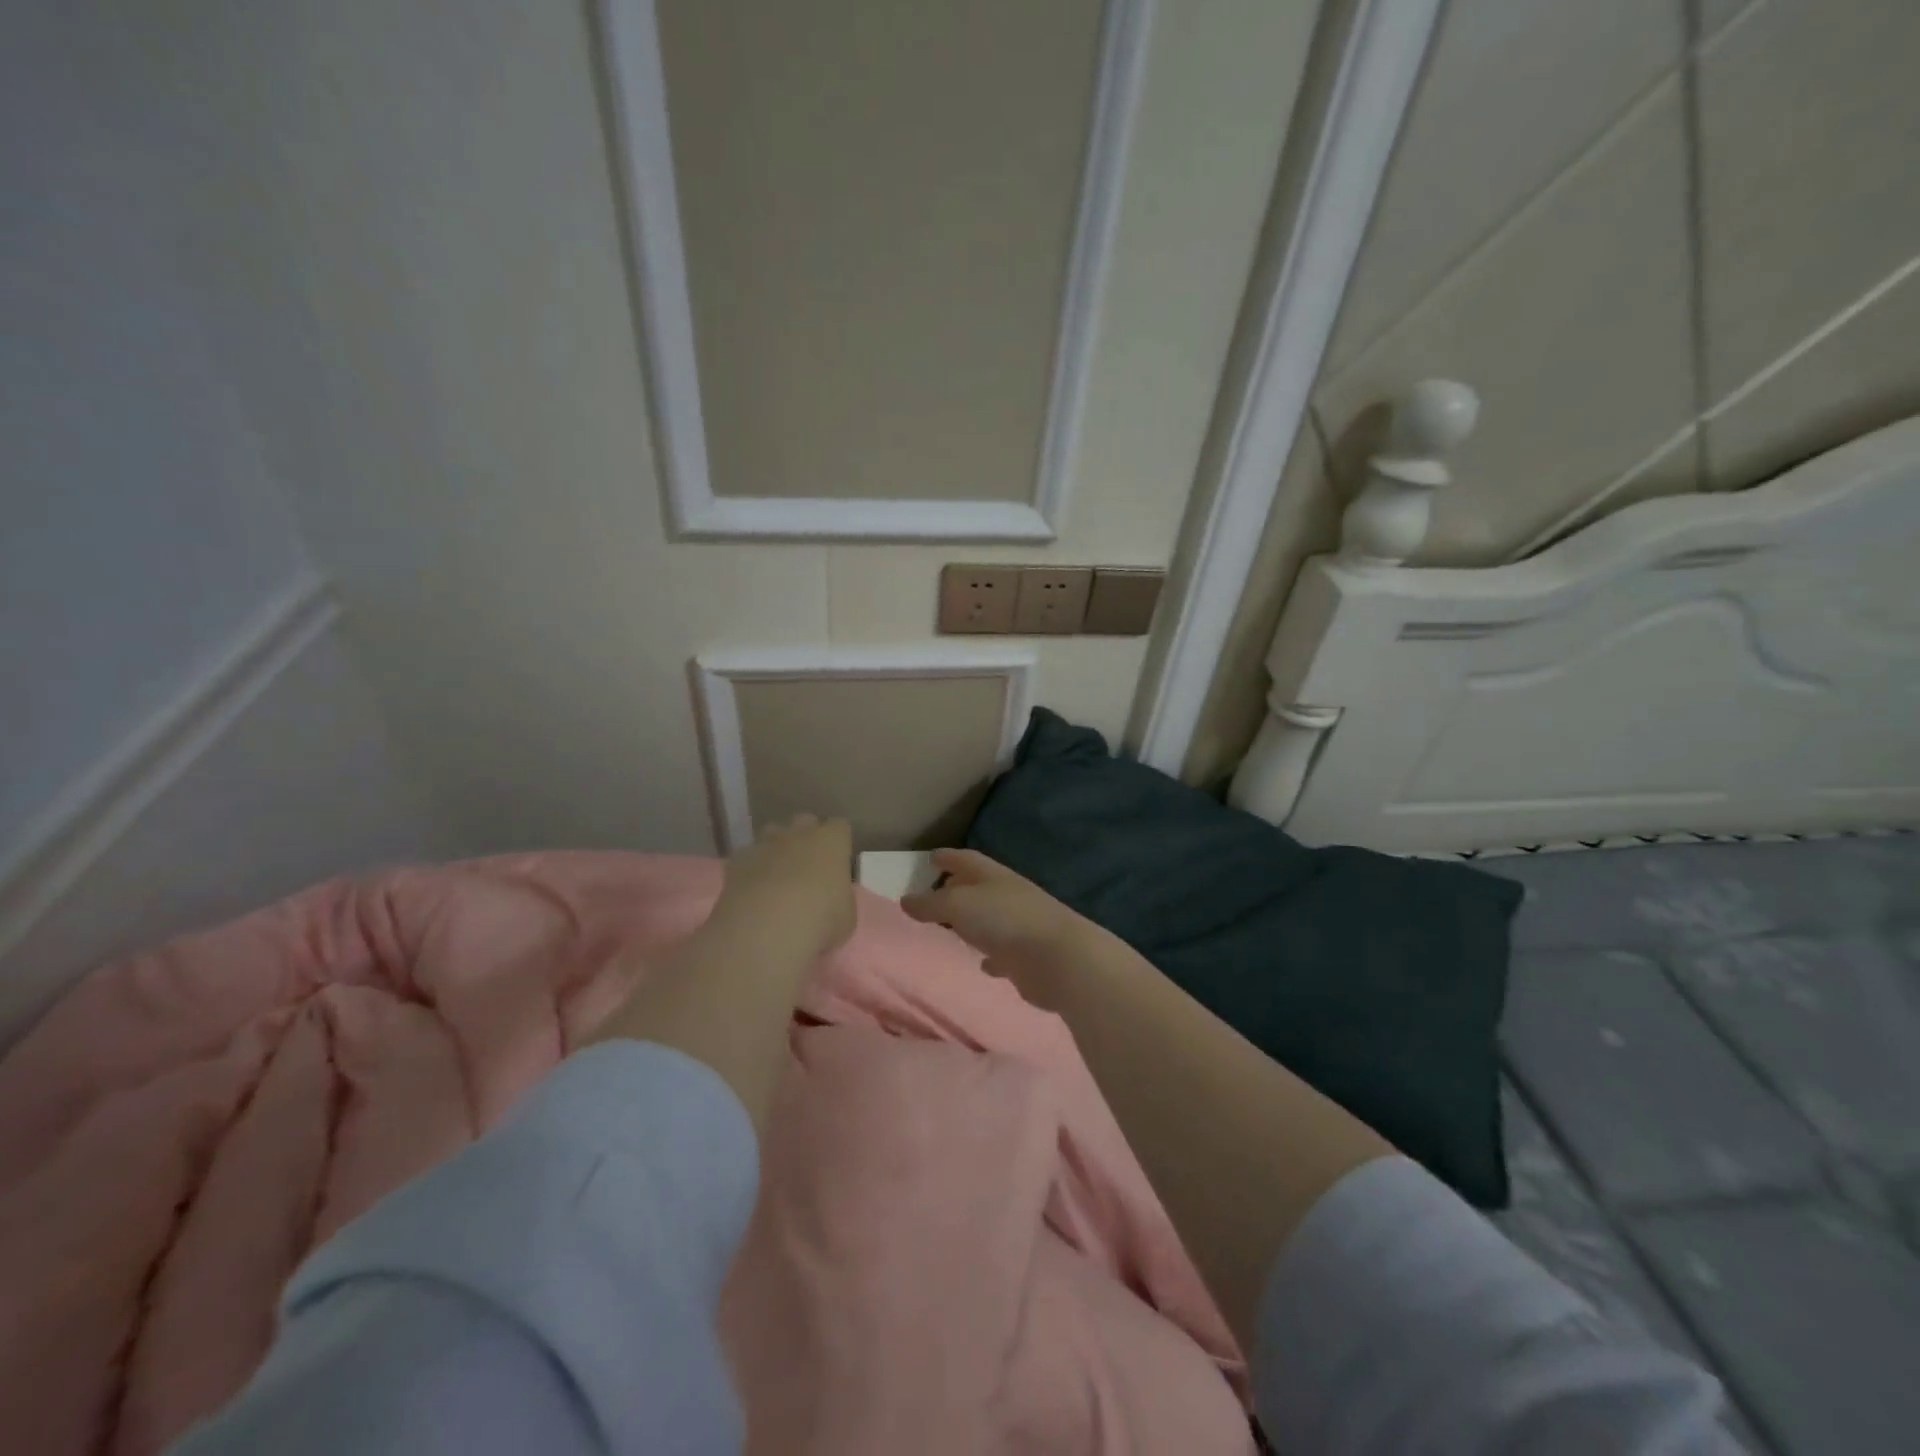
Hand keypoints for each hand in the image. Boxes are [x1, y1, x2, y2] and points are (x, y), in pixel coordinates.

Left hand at [711, 814, 856, 963]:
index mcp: (831, 842)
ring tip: (779, 875)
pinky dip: (751, 868)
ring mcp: (765, 844)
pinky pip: (747, 856)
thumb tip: (834, 895)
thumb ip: (841, 896)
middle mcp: (798, 834)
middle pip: (805, 821)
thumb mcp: (846, 916)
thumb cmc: (819, 921)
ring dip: (777, 848)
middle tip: (810, 865)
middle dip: (807, 837)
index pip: (840, 826)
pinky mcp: (737, 861)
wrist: (764, 930)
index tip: (839, 860)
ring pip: (772, 833)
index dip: (839, 842)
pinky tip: (753, 890)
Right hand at [901, 849, 1105, 1009]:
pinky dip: (990, 955)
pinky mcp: (1026, 958)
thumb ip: (931, 903)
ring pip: (990, 919)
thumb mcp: (958, 905)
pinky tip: (982, 963)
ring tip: (952, 926)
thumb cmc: (1005, 921)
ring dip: (973, 921)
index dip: (949, 857)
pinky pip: (1002, 953)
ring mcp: (1020, 926)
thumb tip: (905, 899)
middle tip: (936, 891)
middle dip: (958, 887)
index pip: (967, 859)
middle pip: (979, 887)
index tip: (932, 857)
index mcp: (993, 876)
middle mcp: (1008, 896)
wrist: (1058, 959)